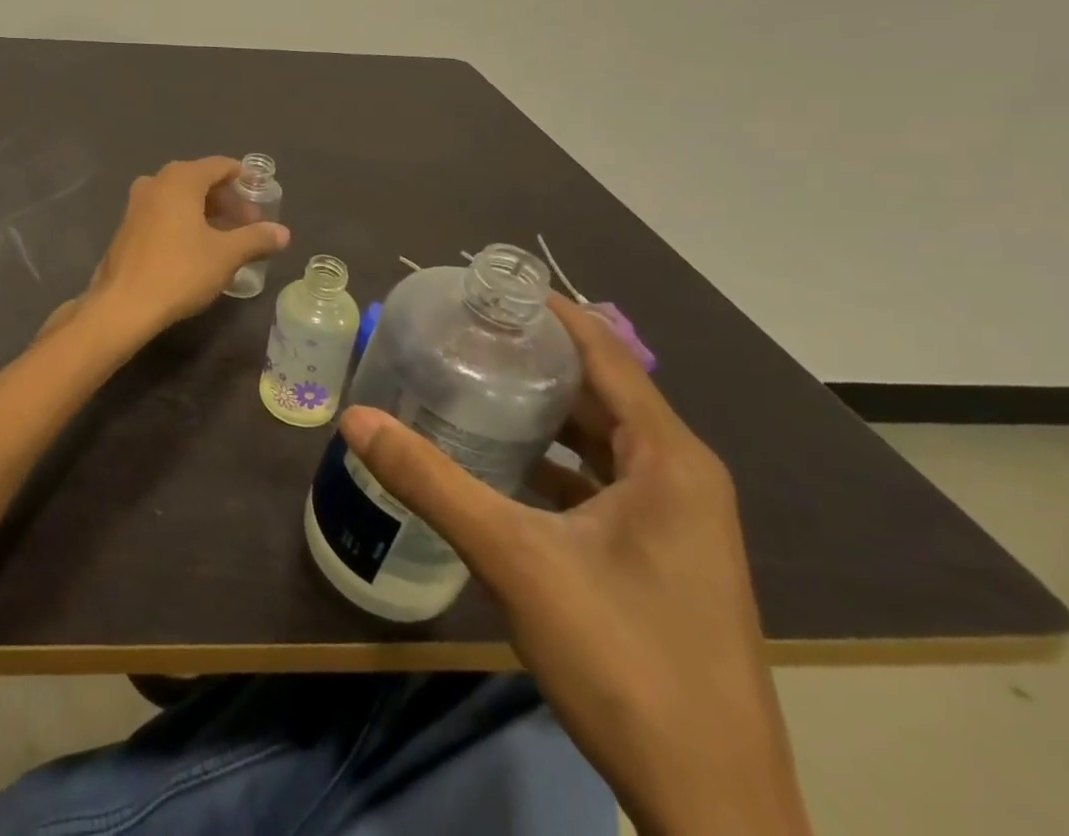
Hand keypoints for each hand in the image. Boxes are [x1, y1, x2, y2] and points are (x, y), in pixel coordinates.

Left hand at [76, 157, 288, 341]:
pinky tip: (198, 248)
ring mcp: (137, 203)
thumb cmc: (180, 271)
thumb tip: (283, 233)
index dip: (244, 180)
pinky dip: (185, 222)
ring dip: (206, 213)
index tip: (262, 197)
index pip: (220, 166)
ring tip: (228, 239)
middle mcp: (156, 182)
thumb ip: (256, 239)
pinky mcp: (128, 226)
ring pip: (181, 198)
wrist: (123, 304)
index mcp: (180, 178)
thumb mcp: (226, 255)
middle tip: (249, 224)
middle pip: (200, 180)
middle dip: (227, 200)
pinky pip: (164, 213)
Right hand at [339, 298, 811, 835]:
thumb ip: (430, 480)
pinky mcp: (660, 559)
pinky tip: (498, 463)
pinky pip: (600, 482)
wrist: (714, 811)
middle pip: (600, 392)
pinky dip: (551, 460)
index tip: (486, 284)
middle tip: (461, 330)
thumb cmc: (625, 661)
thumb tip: (354, 418)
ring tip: (469, 382)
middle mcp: (681, 479)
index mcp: (669, 460)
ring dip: (541, 411)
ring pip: (599, 441)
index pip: (605, 352)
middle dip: (533, 358)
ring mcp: (676, 524)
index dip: (549, 311)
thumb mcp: (513, 556)